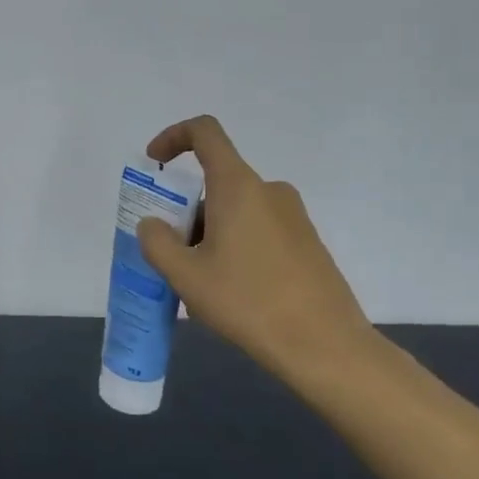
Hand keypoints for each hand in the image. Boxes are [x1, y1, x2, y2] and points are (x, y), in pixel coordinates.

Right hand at [136, 115, 376, 384]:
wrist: (325, 346)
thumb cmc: (249, 302)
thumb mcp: (186, 276)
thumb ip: (157, 243)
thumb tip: (153, 225)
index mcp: (238, 186)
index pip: (205, 132)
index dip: (173, 137)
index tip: (155, 164)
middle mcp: (269, 190)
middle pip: (216, 181)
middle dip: (186, 210)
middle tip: (174, 254)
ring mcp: (293, 216)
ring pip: (236, 209)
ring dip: (209, 232)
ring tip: (201, 283)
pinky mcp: (307, 242)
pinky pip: (259, 228)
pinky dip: (236, 245)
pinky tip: (234, 292)